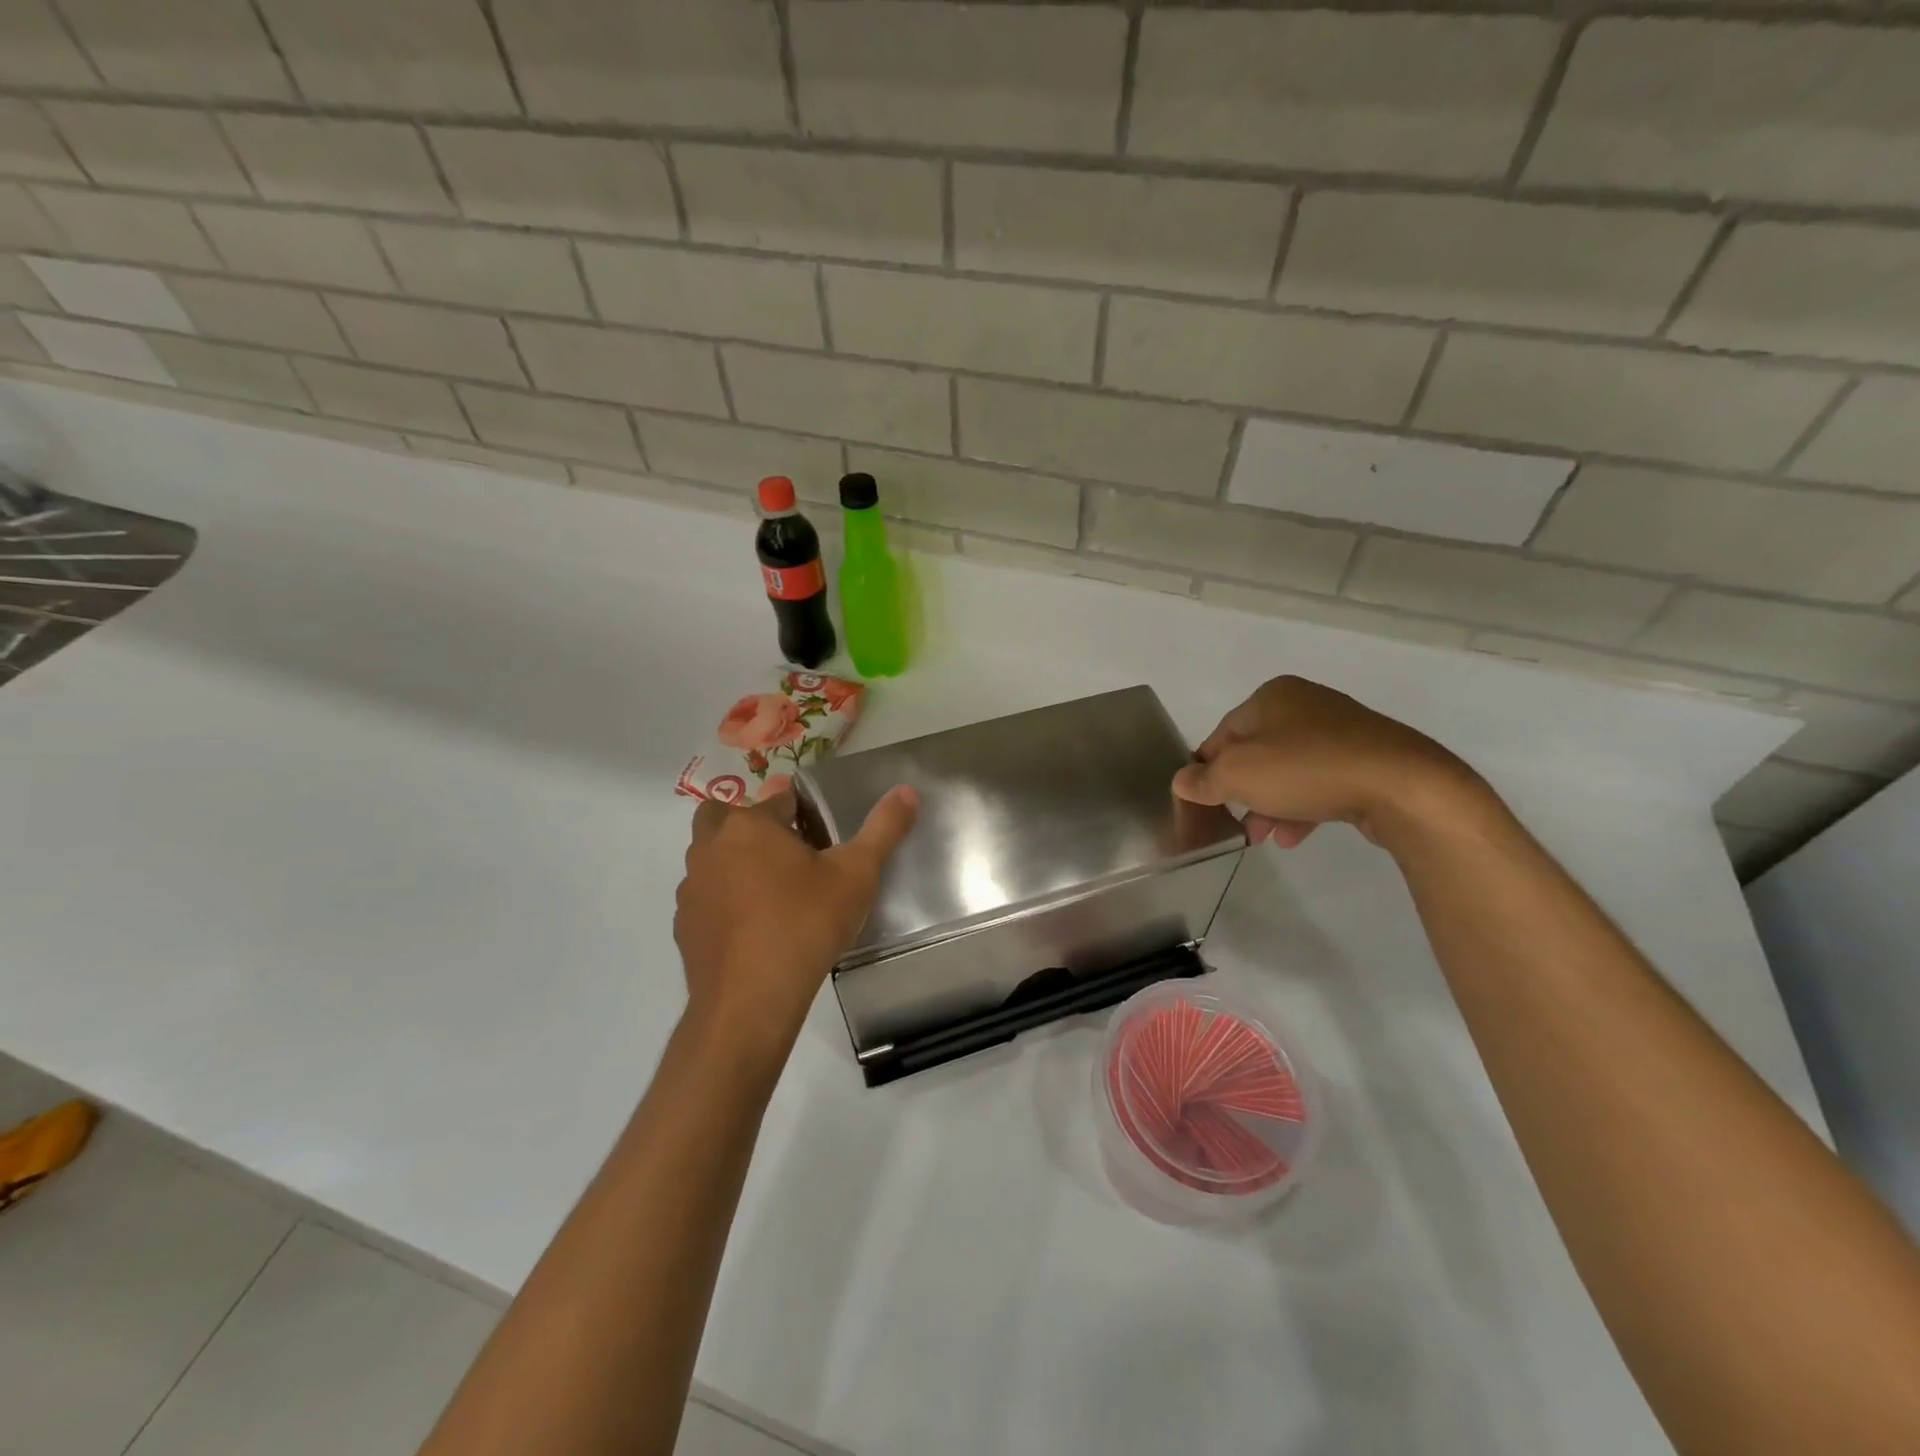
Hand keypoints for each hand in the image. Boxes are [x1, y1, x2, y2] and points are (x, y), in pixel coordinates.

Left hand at [674, 786, 917, 1052]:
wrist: (750, 1001)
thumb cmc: (806, 924)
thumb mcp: (857, 874)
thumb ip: (883, 828)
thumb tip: (907, 791)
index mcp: (750, 825)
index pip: (777, 798)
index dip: (801, 809)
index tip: (820, 831)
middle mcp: (711, 847)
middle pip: (724, 816)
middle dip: (751, 824)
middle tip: (786, 850)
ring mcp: (692, 887)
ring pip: (710, 856)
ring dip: (734, 861)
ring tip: (774, 890)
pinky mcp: (684, 925)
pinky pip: (705, 896)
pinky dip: (724, 900)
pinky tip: (754, 926)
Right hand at [1172, 676, 1484, 850]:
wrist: (1401, 785)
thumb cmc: (1306, 768)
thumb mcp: (1238, 774)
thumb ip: (1204, 779)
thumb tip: (1181, 781)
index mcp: (1271, 696)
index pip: (1221, 733)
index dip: (1206, 768)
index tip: (1200, 800)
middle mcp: (1305, 704)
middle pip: (1255, 753)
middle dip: (1241, 792)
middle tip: (1233, 823)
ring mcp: (1340, 731)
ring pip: (1288, 771)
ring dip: (1269, 805)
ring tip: (1263, 837)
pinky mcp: (1367, 758)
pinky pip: (1320, 781)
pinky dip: (1302, 806)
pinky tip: (1295, 835)